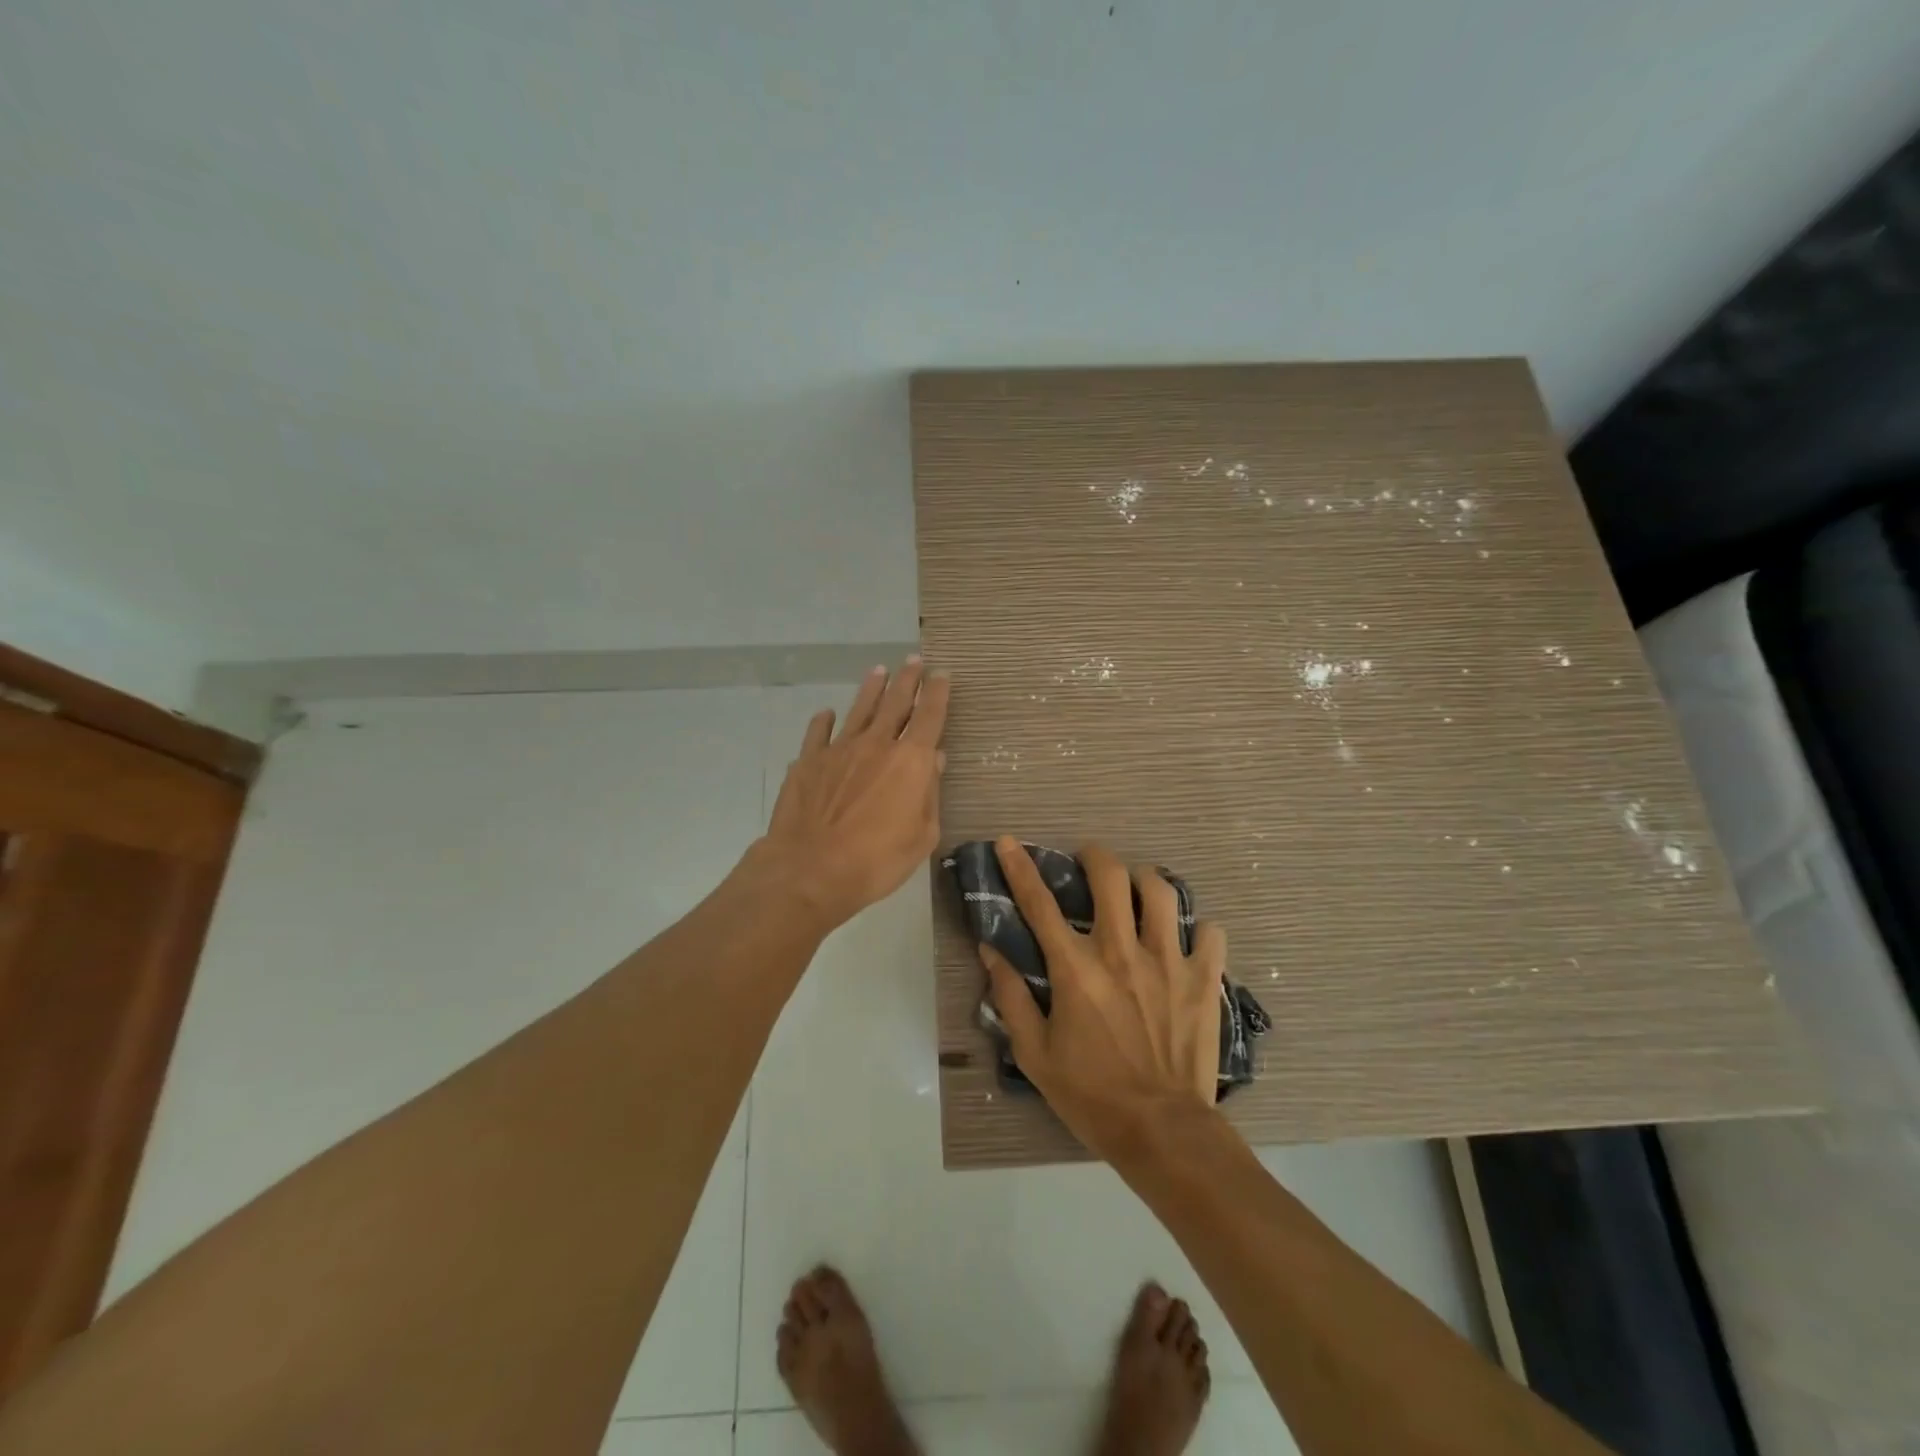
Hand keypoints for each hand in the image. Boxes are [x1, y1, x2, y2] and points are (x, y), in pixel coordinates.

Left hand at [755, 658, 949, 931]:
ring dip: (871, 689)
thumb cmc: (877, 860)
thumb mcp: (922, 836)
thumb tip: (935, 761)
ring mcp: (839, 750)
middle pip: (895, 703)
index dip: (937, 693)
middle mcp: (877, 744)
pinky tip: (826, 714)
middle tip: (913, 660)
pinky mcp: (808, 762)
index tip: (942, 674)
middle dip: (907, 680)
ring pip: (859, 709)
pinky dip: (824, 721)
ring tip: (878, 671)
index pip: (930, 716)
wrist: (811, 869)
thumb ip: (930, 794)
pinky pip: (819, 733)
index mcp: (911, 761)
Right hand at [980, 837, 1225, 1162]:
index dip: (1020, 868)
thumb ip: (1010, 997)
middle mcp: (1121, 952)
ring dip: (1144, 881)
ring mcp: (1168, 961)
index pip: (1040, 904)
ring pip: (1161, 891)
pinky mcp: (1204, 979)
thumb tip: (991, 951)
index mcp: (1076, 969)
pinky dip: (1198, 929)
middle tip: (1088, 862)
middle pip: (1110, 876)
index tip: (1009, 842)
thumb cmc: (1091, 1095)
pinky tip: (1187, 940)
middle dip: (1094, 856)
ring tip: (1137, 890)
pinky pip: (1210, 933)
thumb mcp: (1034, 1053)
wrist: (1162, 1133)